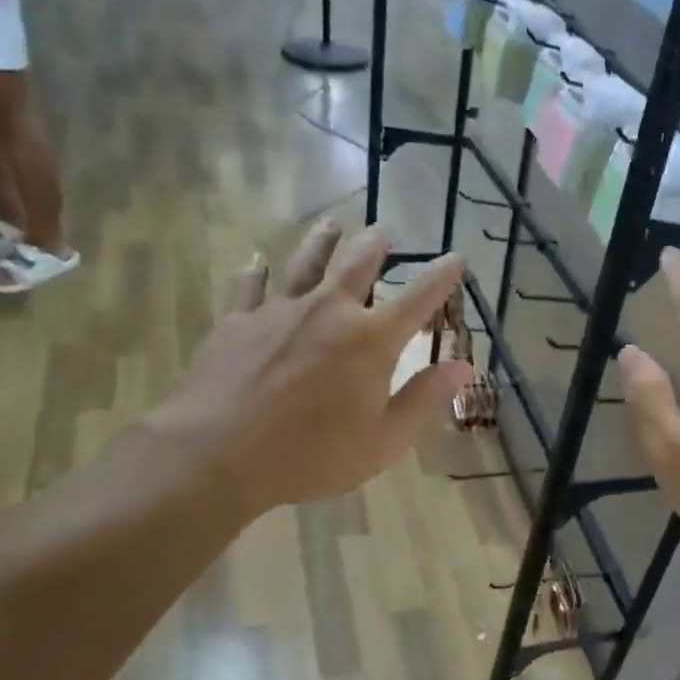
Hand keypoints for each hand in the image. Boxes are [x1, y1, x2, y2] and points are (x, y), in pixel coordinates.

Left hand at [142, 220, 471, 522]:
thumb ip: (424, 399)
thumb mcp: (384, 441)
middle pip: (359, 264)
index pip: (419, 297)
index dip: (442, 276)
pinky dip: (256, 272)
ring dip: (323, 241)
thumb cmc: (312, 455)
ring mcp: (279, 311)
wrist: (217, 454)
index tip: (456, 257)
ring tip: (332, 224)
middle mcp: (329, 310)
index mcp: (371, 339)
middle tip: (384, 232)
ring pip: (306, 262)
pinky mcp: (237, 321)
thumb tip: (462, 366)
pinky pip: (250, 287)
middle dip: (376, 245)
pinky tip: (257, 262)